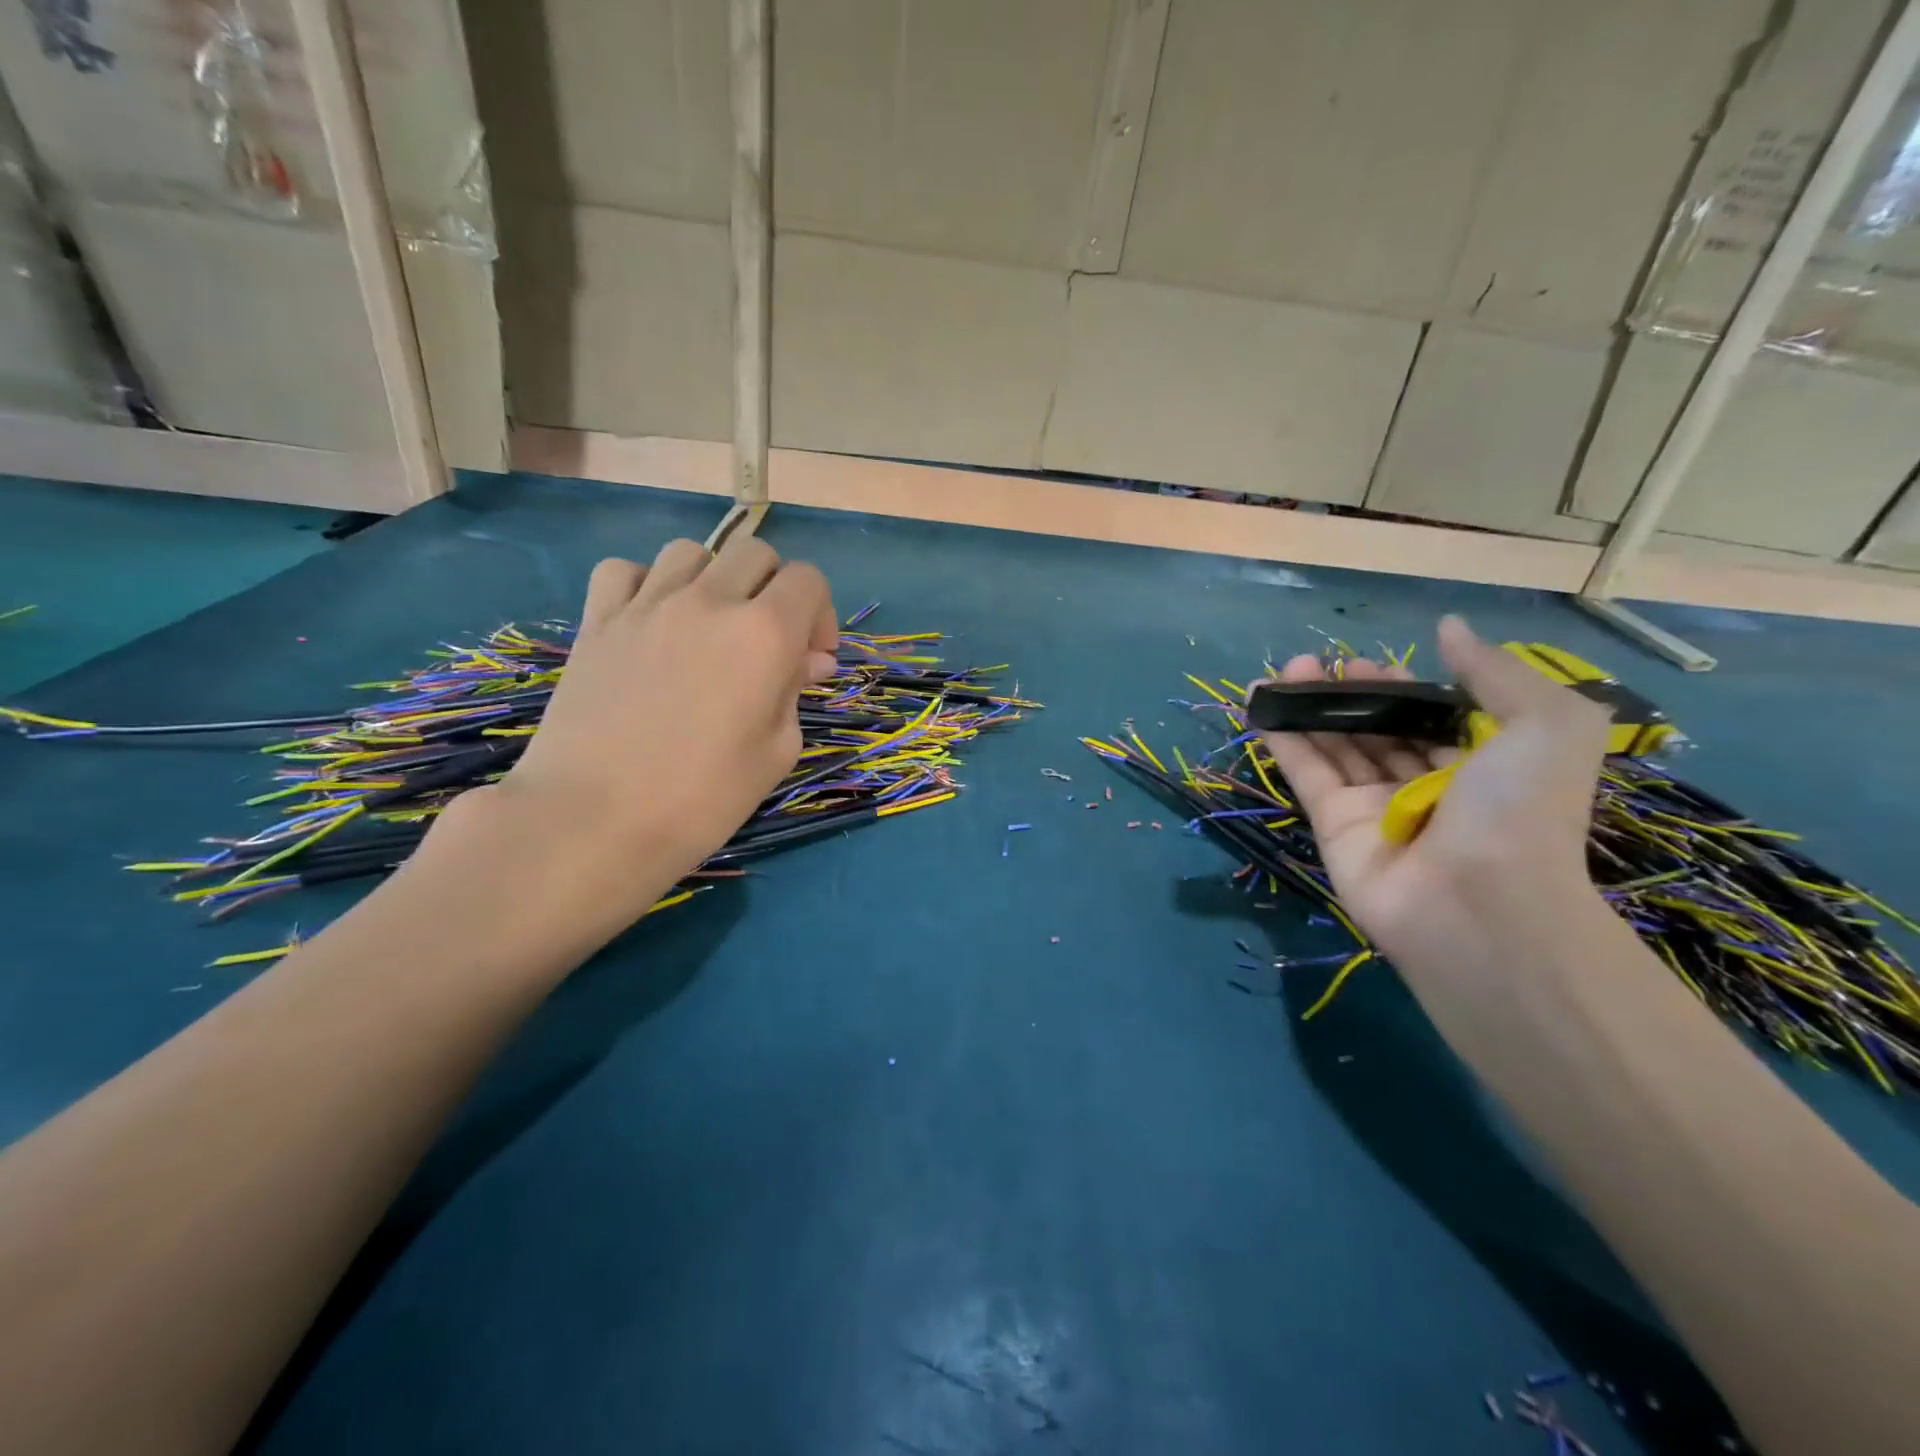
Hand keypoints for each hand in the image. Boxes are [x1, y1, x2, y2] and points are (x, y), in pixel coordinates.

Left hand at [440, 532, 836, 924]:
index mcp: (765, 633)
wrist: (595, 820)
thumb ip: (796, 691)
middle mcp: (709, 600)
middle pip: (754, 553)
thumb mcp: (777, 751)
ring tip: (707, 627)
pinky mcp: (597, 620)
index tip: (811, 658)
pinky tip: (650, 623)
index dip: (820, 614)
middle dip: (773, 588)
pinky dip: (645, 585)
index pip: (808, 579)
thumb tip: (807, 660)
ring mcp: (646, 604)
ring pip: (691, 552)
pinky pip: (625, 570)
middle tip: (766, 641)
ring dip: (712, 579)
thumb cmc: (703, 797)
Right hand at [1259, 616, 1611, 962]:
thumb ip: (1495, 672)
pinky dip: (1282, 738)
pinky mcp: (1332, 825)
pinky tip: (1261, 703)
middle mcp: (1426, 786)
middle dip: (1347, 696)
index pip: (1430, 719)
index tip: (1365, 662)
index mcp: (1482, 767)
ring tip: (1284, 671)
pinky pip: (1306, 773)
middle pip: (1378, 731)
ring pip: (1336, 747)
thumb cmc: (1520, 810)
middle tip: (1316, 664)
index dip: (1398, 689)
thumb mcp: (1545, 725)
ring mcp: (1376, 808)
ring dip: (1310, 708)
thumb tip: (1446, 628)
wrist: (1479, 906)